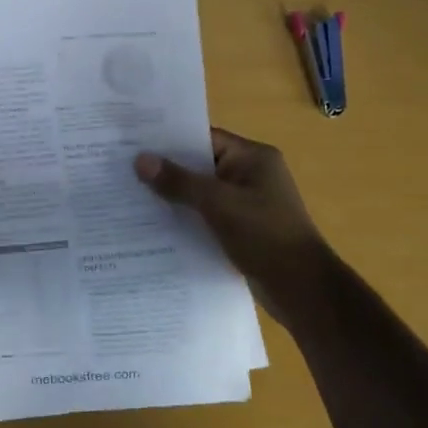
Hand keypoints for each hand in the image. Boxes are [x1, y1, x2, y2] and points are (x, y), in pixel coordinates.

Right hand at [134, 128, 328, 289]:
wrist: (303, 290)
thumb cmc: (264, 235)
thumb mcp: (218, 203)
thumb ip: (179, 181)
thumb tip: (140, 159)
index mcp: (253, 158)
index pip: (204, 138)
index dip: (169, 141)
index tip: (134, 142)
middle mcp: (251, 175)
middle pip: (200, 165)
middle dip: (167, 170)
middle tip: (124, 168)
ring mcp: (247, 203)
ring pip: (202, 192)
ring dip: (174, 196)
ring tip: (131, 195)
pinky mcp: (242, 229)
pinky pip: (207, 215)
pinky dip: (187, 217)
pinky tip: (156, 224)